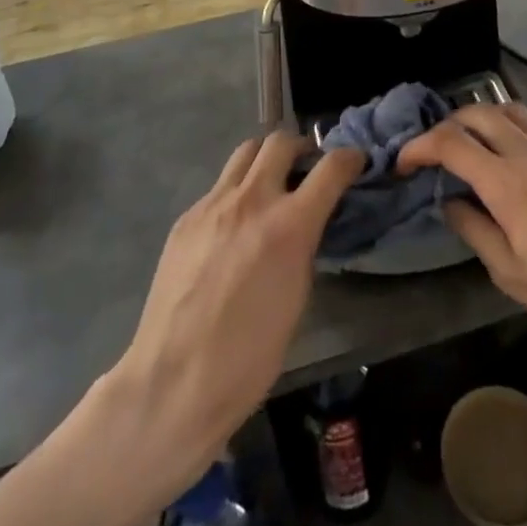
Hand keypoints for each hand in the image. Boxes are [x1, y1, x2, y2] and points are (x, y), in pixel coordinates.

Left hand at [105, 133, 363, 498]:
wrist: (172, 383)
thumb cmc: (248, 357)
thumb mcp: (297, 298)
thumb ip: (304, 246)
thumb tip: (306, 223)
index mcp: (289, 225)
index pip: (331, 168)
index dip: (349, 158)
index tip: (355, 161)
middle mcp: (252, 201)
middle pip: (281, 142)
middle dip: (301, 148)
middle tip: (307, 168)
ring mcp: (213, 205)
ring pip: (245, 152)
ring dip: (265, 160)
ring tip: (269, 184)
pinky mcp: (186, 218)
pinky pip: (218, 187)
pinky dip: (235, 192)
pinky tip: (233, 226)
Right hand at [398, 105, 526, 358]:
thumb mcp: (512, 276)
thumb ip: (474, 230)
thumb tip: (450, 201)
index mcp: (508, 183)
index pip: (451, 143)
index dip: (419, 146)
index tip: (403, 163)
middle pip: (477, 114)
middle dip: (446, 126)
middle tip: (433, 152)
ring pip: (509, 108)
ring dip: (480, 118)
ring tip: (470, 143)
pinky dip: (514, 124)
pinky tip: (515, 150)